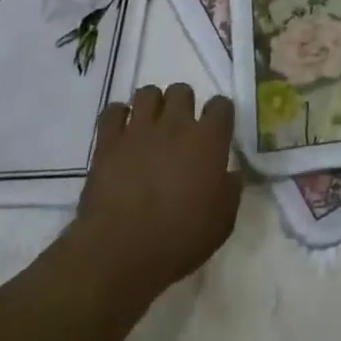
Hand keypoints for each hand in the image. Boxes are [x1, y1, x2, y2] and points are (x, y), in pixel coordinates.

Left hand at [76, 83, 242, 302]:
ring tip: (150, 127)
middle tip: (180, 129)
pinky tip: (121, 133)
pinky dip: (118, 116)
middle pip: (181, 91)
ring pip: (147, 93)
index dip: (220, 114)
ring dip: (151, 105)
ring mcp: (139, 129)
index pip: (221, 105)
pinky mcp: (108, 141)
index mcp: (208, 140)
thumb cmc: (179, 239)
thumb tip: (231, 173)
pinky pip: (112, 111)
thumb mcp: (222, 222)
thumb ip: (231, 190)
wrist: (121, 250)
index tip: (217, 129)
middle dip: (183, 104)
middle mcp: (175, 124)